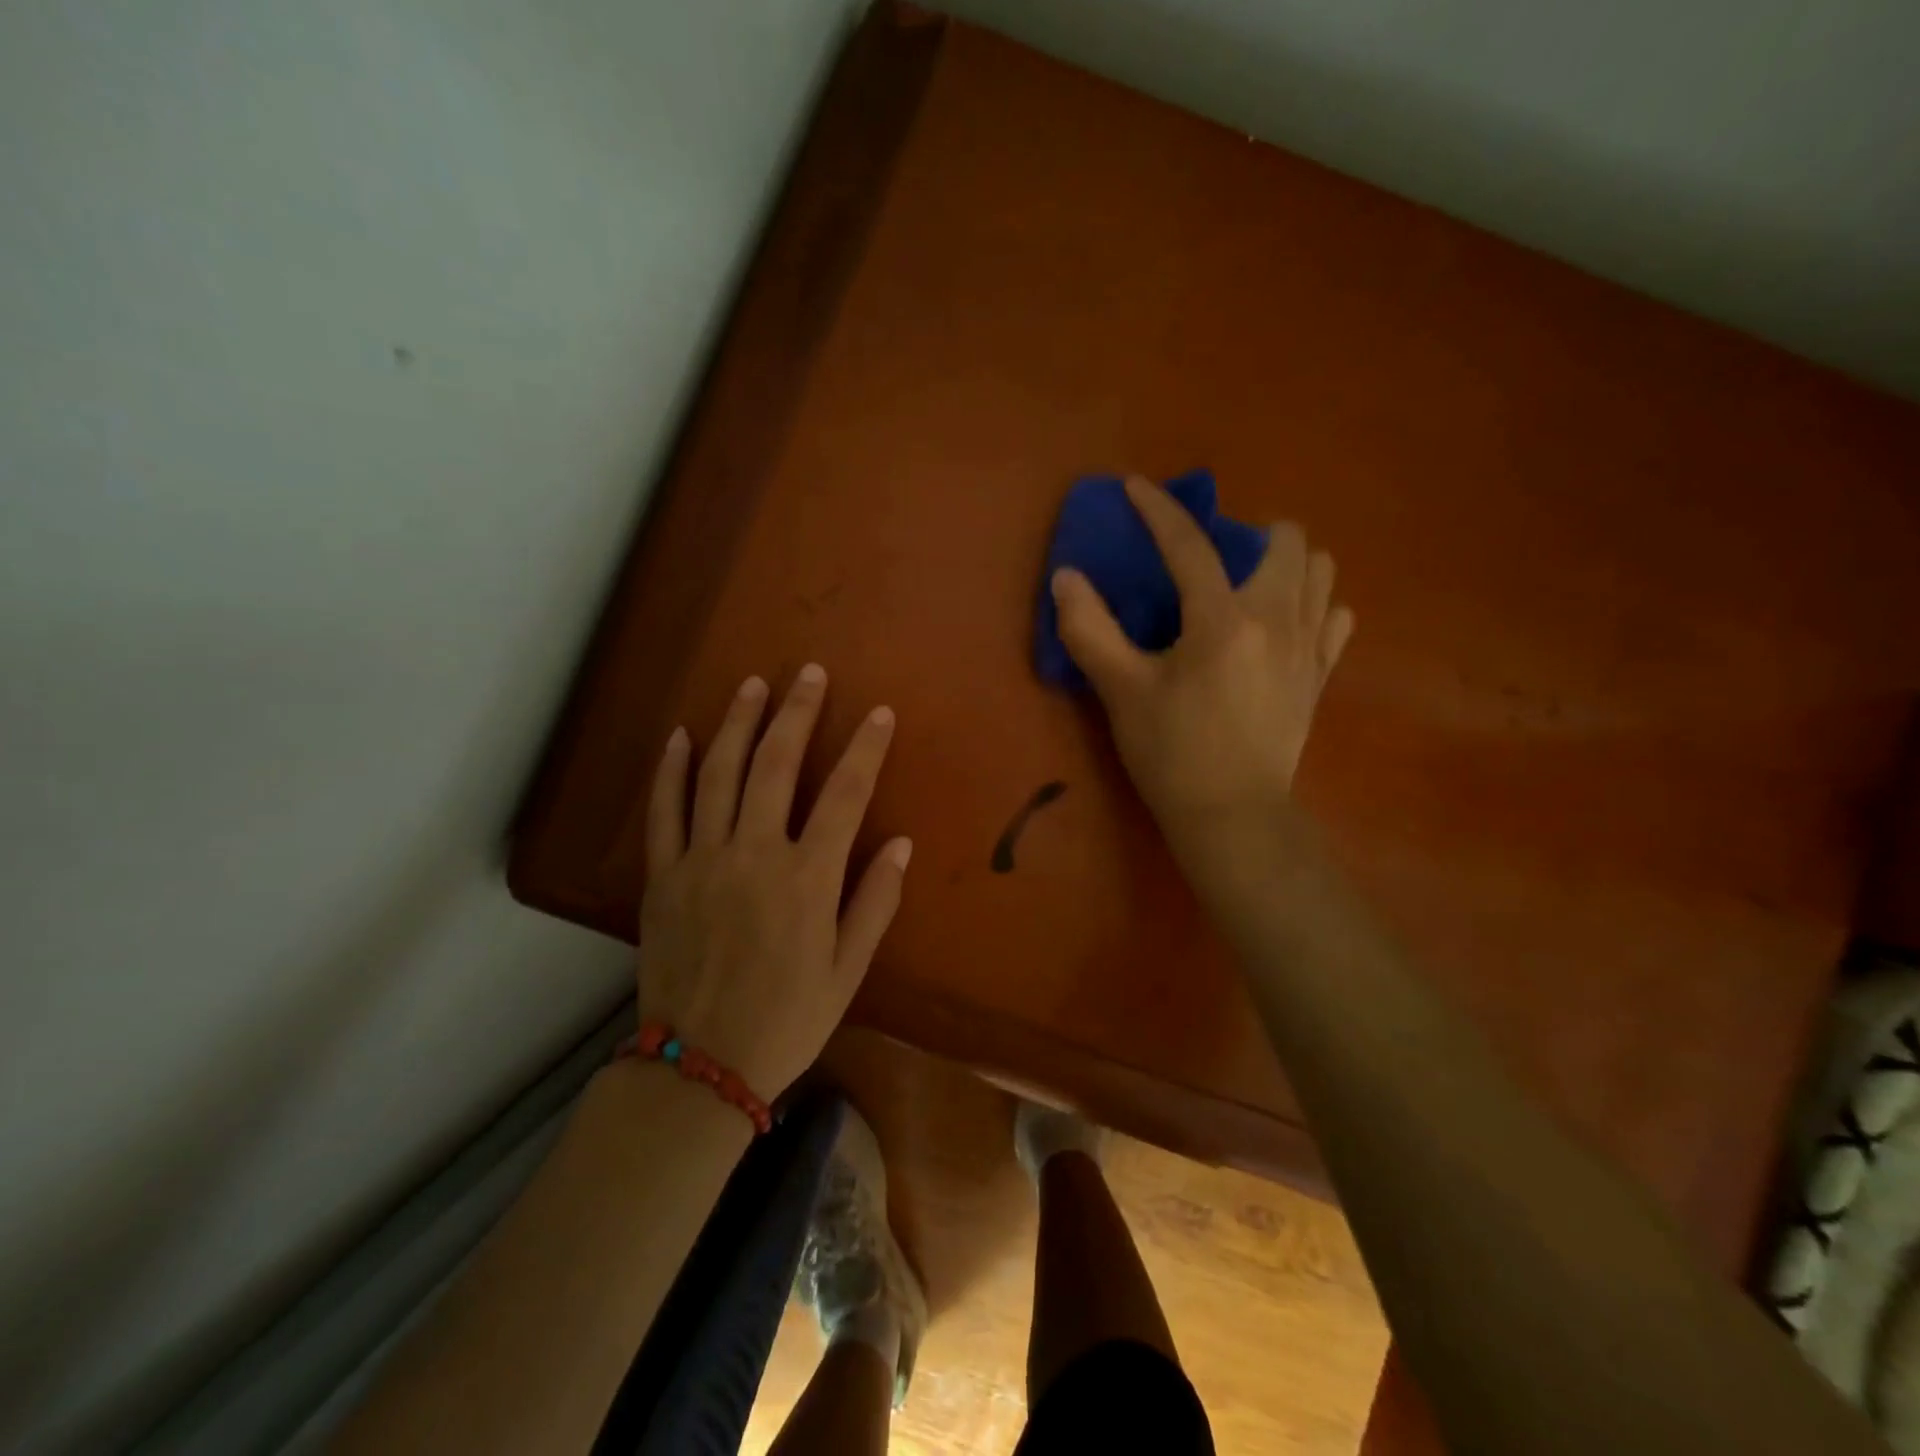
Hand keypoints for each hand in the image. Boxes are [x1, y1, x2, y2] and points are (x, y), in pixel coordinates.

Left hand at [637, 665, 911, 1098]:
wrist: (700, 1066)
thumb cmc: (787, 1019)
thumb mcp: (848, 970)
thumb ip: (875, 902)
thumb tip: (901, 843)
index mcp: (807, 878)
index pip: (844, 794)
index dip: (865, 748)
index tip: (878, 713)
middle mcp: (753, 855)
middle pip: (776, 765)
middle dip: (797, 713)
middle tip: (809, 674)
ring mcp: (701, 860)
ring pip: (718, 774)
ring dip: (737, 723)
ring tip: (752, 685)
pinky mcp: (662, 876)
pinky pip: (664, 810)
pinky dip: (671, 769)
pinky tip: (681, 736)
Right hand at [1050, 475, 1353, 852]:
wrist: (1231, 816)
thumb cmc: (1171, 753)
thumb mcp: (1120, 692)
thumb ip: (1090, 629)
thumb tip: (1066, 577)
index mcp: (1222, 620)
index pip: (1189, 545)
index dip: (1157, 510)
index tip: (1135, 488)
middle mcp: (1277, 619)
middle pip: (1287, 540)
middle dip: (1246, 533)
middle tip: (1209, 562)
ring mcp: (1308, 646)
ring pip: (1321, 571)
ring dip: (1286, 565)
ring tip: (1248, 587)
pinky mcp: (1320, 675)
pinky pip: (1335, 617)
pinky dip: (1313, 606)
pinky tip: (1283, 625)